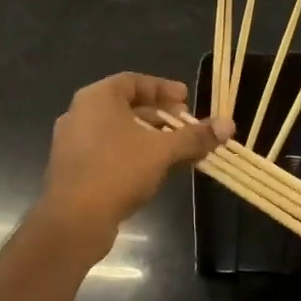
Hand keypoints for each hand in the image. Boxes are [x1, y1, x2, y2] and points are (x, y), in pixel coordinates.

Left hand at [38, 73, 230, 250]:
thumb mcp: (163, 151)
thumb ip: (194, 136)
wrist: (74, 220)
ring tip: (175, 149)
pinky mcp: (72, 168)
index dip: (163, 88)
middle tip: (185, 124)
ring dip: (148, 136)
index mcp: (97, 98)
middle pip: (126, 106)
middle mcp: (80, 113)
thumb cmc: (118, 171)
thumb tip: (228, 124)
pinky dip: (132, 153)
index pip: (134, 81)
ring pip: (117, 131)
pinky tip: (153, 170)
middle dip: (160, 115)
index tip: (186, 99)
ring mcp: (72, 142)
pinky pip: (107, 151)